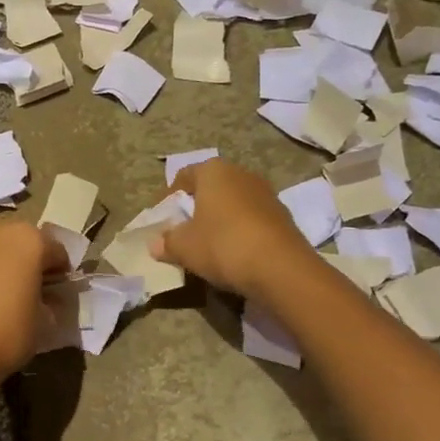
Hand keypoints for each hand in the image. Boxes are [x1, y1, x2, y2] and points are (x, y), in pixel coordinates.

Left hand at [0, 217, 68, 388]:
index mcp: (31, 242)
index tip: (54, 289)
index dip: (57, 270)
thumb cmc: (5, 339)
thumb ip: (47, 303)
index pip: (55, 250)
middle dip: (23, 254)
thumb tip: (47, 301)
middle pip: (17, 234)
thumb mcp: (43, 325)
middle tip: (20, 283)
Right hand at [154, 159, 311, 298]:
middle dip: (196, 207)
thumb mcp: (184, 247)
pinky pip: (252, 220)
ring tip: (208, 244)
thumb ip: (167, 242)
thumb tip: (155, 243)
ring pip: (233, 203)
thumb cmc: (223, 245)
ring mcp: (267, 194)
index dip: (168, 197)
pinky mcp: (283, 217)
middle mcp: (242, 174)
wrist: (281, 269)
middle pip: (211, 188)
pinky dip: (239, 231)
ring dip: (219, 220)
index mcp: (214, 171)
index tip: (162, 219)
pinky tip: (234, 253)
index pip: (184, 175)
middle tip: (183, 230)